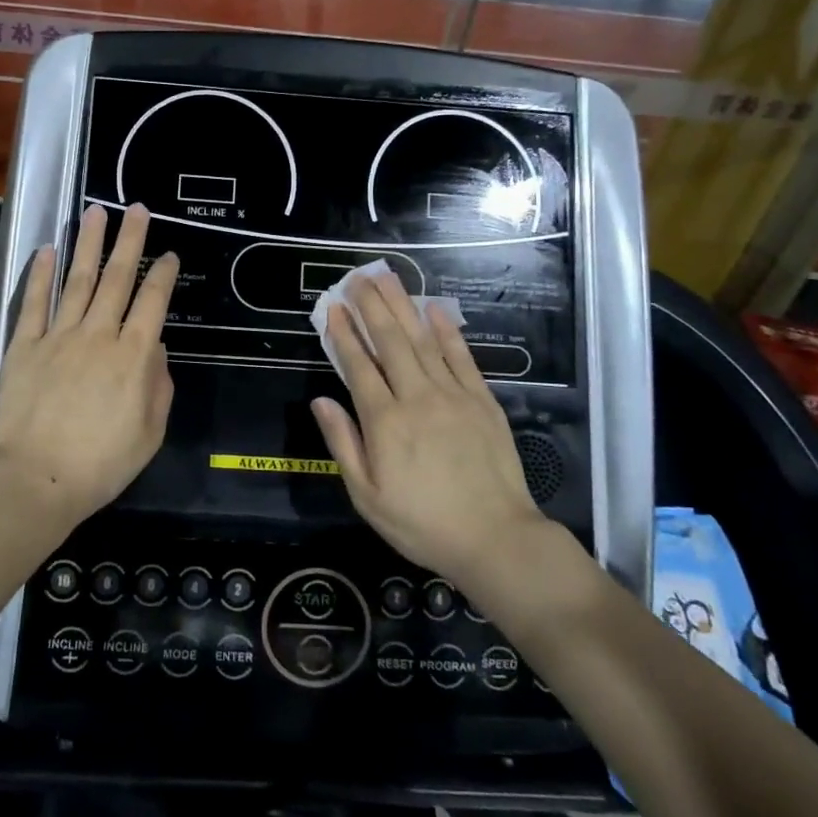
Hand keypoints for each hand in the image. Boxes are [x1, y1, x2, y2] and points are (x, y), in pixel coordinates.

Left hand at [0, 203, 179, 524]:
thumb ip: (158, 387)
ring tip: (95, 212)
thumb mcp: (149, 434)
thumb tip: (155, 350)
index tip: (170, 253)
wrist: (34, 480)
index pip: (153, 303)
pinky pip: (35, 302)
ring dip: (88, 244)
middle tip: (135, 209)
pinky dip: (41, 274)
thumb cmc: (100, 465)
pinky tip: (46, 250)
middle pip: (117, 278)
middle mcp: (99, 335)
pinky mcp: (25, 345)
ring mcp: (59, 336)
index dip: (163, 274)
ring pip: (78, 280)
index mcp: (133, 356)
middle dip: (129, 241)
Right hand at [311, 269, 545, 584]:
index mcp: (385, 422)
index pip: (358, 366)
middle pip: (390, 341)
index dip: (344, 334)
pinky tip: (433, 308)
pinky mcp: (482, 400)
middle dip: (370, 306)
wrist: (496, 539)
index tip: (332, 307)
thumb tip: (321, 401)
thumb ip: (343, 444)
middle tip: (356, 277)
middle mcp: (417, 397)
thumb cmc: (422, 524)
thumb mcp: (368, 496)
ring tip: (386, 278)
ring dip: (402, 306)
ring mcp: (453, 395)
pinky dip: (446, 330)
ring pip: (422, 340)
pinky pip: (462, 357)